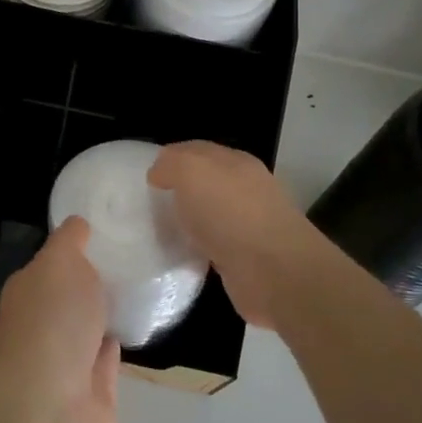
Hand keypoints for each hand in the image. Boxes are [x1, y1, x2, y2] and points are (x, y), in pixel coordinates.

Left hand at [0, 217, 119, 422]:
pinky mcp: (92, 390)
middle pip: (72, 296)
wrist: (52, 400)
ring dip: (108, 314)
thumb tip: (78, 223)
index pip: (53, 263)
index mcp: (30, 289)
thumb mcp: (61, 261)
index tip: (108, 232)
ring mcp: (67, 359)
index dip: (76, 249)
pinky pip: (108, 359)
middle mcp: (44, 322)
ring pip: (91, 328)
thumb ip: (70, 240)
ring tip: (142, 289)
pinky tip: (139, 325)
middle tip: (135, 258)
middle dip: (94, 282)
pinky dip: (119, 344)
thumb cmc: (52, 319)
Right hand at [148, 141, 332, 331]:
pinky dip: (197, 249)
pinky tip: (181, 255)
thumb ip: (171, 164)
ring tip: (159, 231)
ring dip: (187, 221)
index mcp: (235, 162)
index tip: (146, 177)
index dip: (170, 158)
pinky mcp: (247, 259)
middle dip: (178, 190)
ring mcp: (249, 225)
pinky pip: (213, 246)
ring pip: (208, 215)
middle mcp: (245, 189)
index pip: (196, 150)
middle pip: (204, 182)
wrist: (275, 273)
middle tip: (147, 204)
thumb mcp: (192, 171)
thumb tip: (159, 174)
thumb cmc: (231, 213)